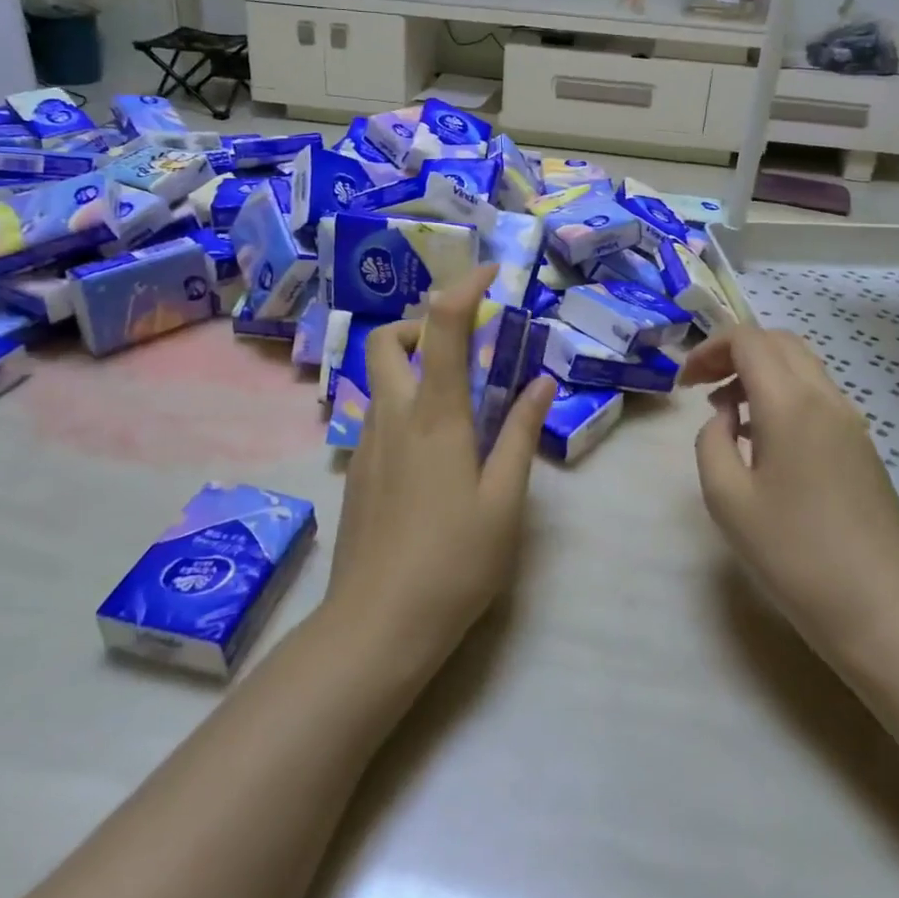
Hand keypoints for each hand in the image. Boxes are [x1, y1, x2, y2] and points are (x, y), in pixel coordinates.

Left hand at [328, 265, 555, 670]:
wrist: (377, 625)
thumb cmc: (454, 561)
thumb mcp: (505, 499)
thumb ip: (521, 433)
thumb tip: (541, 382)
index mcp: (435, 415)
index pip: (442, 326)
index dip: (465, 287)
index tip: (491, 273)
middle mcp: (393, 416)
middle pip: (387, 339)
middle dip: (421, 324)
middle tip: (461, 346)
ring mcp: (367, 443)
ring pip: (378, 377)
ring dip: (411, 364)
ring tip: (454, 398)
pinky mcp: (357, 470)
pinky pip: (377, 414)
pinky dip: (403, 402)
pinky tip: (432, 448)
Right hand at [680, 326, 898, 661]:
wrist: (881, 610)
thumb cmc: (794, 555)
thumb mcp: (727, 499)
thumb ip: (711, 441)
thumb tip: (725, 417)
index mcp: (790, 404)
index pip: (748, 339)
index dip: (709, 349)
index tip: (684, 384)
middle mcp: (826, 398)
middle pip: (778, 341)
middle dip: (733, 352)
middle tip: (702, 387)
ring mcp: (851, 421)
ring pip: (801, 365)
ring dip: (759, 372)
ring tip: (728, 413)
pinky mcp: (862, 445)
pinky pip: (817, 395)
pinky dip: (783, 394)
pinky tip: (764, 439)